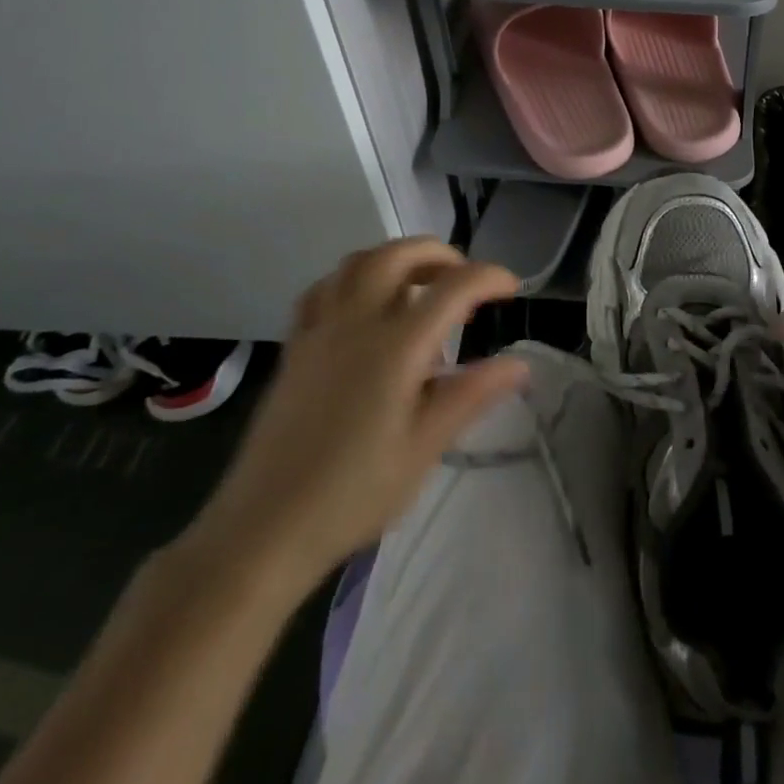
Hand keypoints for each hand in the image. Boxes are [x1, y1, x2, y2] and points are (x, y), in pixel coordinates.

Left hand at [179, 239, 526, 603]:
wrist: (264, 529)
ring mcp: (320, 330)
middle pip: (399, 254)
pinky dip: (353, 279)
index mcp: (397, 345)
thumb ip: (472, 394)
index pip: (454, 287)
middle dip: (440, 254)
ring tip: (420, 284)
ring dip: (396, 258)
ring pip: (358, 262)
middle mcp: (357, 322)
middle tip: (464, 278)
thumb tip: (519, 364)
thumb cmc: (354, 493)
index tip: (512, 289)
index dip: (489, 277)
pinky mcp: (295, 347)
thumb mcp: (425, 447)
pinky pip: (324, 289)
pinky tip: (365, 306)